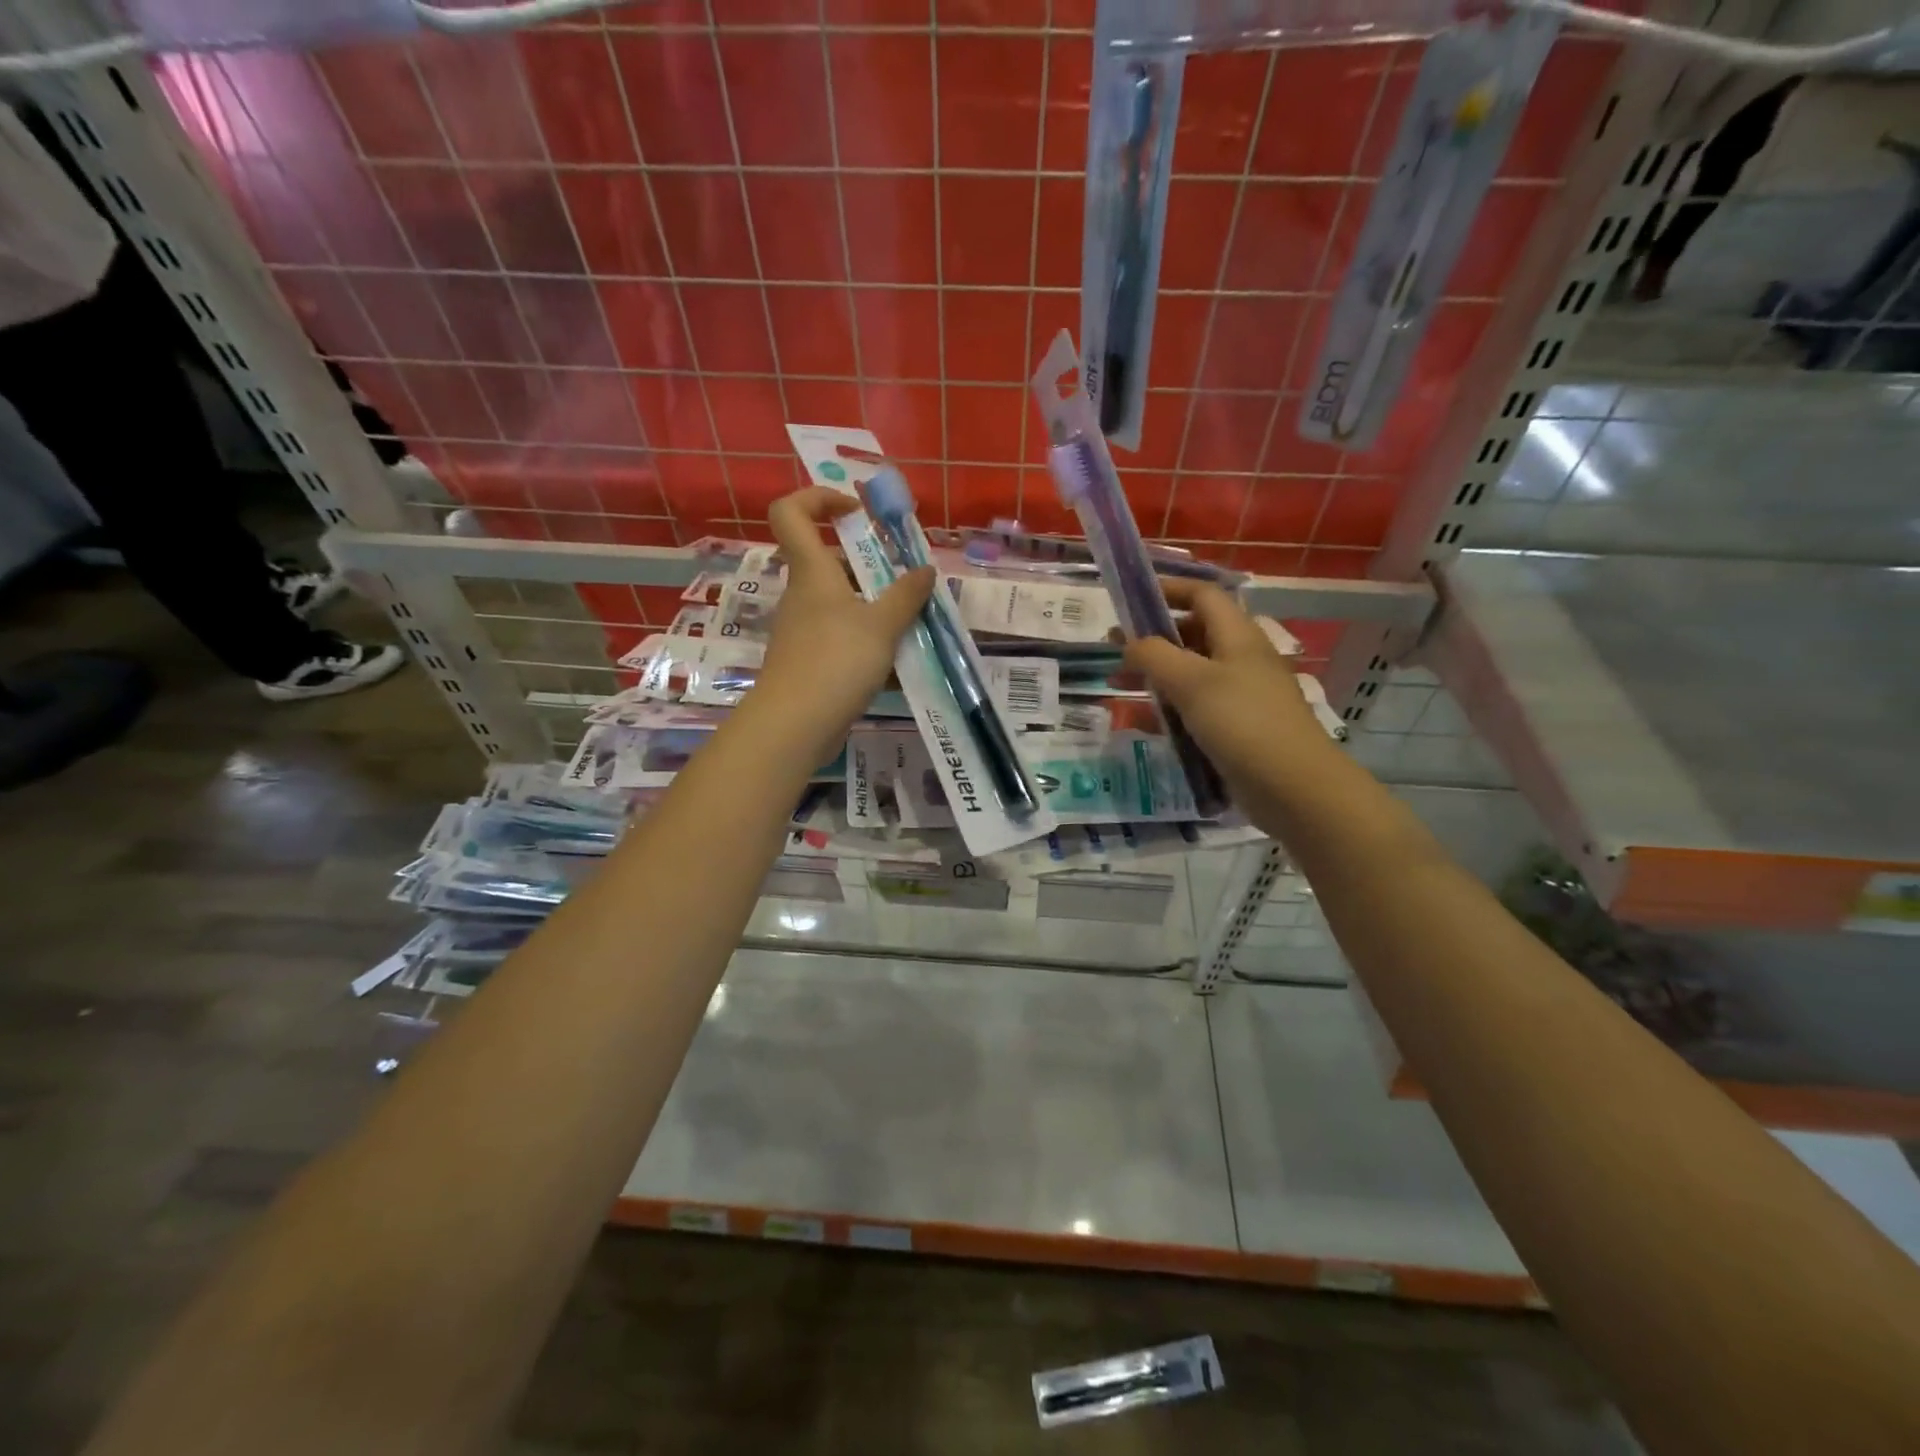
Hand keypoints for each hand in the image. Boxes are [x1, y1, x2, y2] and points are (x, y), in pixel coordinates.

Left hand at [754, 487, 933, 751]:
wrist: (794, 725)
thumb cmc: (836, 661)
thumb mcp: (882, 626)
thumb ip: (907, 596)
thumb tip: (926, 570)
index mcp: (812, 572)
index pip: (792, 512)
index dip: (819, 498)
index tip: (856, 510)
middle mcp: (803, 596)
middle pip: (829, 563)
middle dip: (869, 567)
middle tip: (905, 581)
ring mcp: (804, 631)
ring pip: (841, 606)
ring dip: (875, 610)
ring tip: (912, 626)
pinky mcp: (809, 662)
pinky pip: (842, 640)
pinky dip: (868, 645)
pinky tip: (898, 665)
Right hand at [1123, 579, 1337, 807]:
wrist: (1293, 788)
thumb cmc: (1242, 723)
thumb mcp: (1191, 682)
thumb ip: (1154, 655)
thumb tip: (1130, 642)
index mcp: (1238, 636)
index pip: (1203, 596)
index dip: (1168, 590)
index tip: (1129, 598)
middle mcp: (1240, 659)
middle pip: (1194, 633)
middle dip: (1153, 637)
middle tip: (1114, 649)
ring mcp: (1240, 695)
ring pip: (1191, 673)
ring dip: (1156, 675)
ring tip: (1119, 686)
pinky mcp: (1236, 728)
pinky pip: (1196, 709)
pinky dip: (1170, 709)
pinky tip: (1145, 723)